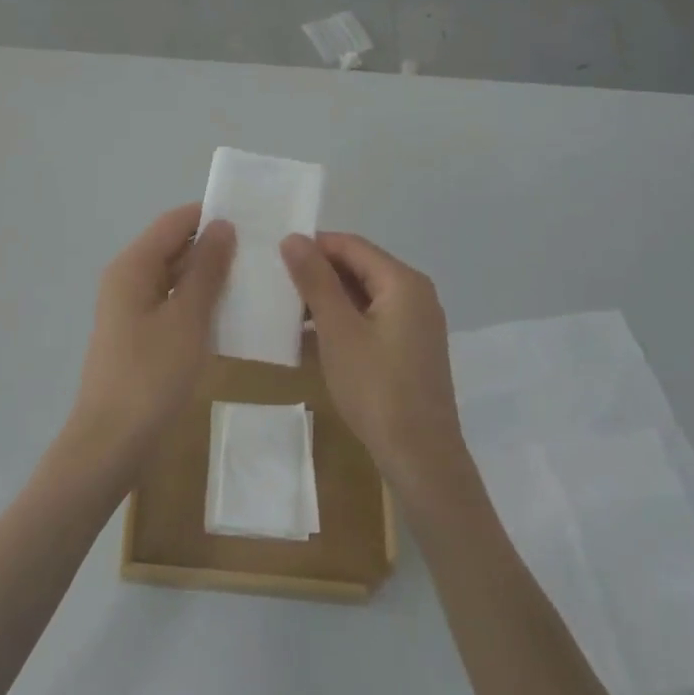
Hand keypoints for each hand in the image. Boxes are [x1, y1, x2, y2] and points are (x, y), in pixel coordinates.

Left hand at [62, 204, 235, 479]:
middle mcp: (128, 279)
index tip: (253, 217)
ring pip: (175, 277)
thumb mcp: (186, 319)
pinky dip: (199, 302)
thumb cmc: (150, 375)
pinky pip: (172, 304)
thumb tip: (222, 225)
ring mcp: (131, 308)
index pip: (174, 222)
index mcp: (133, 266)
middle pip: (173, 246)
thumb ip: (206, 270)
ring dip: (209, 275)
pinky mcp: (140, 334)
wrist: (112, 440)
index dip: (210, 214)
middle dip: (214, 245)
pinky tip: (231, 312)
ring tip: (256, 276)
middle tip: (263, 249)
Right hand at [280, 232, 464, 490]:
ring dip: (326, 298)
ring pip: (363, 294)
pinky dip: (342, 320)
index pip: (351, 245)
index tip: (273, 254)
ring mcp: (415, 322)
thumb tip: (294, 238)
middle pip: (359, 267)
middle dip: (318, 272)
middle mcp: (415, 293)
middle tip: (274, 281)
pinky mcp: (409, 347)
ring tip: (285, 308)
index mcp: (402, 282)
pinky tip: (310, 336)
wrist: (419, 456)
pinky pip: (370, 318)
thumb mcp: (338, 331)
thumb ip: (316, 281)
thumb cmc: (376, 387)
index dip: (312, 245)